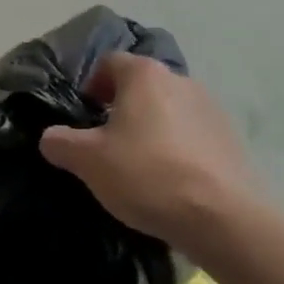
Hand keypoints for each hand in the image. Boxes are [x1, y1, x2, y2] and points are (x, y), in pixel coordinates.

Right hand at [39, 54, 256, 255]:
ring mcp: (212, 109)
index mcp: (145, 75)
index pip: (109, 63)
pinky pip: (193, 136)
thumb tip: (50, 137)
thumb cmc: (148, 175)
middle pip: (141, 86)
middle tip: (107, 144)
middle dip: (121, 109)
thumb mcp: (88, 161)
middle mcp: (180, 80)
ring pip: (168, 111)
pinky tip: (171, 183)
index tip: (85, 117)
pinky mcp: (232, 141)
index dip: (91, 86)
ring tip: (140, 167)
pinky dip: (178, 150)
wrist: (226, 220)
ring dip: (151, 129)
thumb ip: (61, 143)